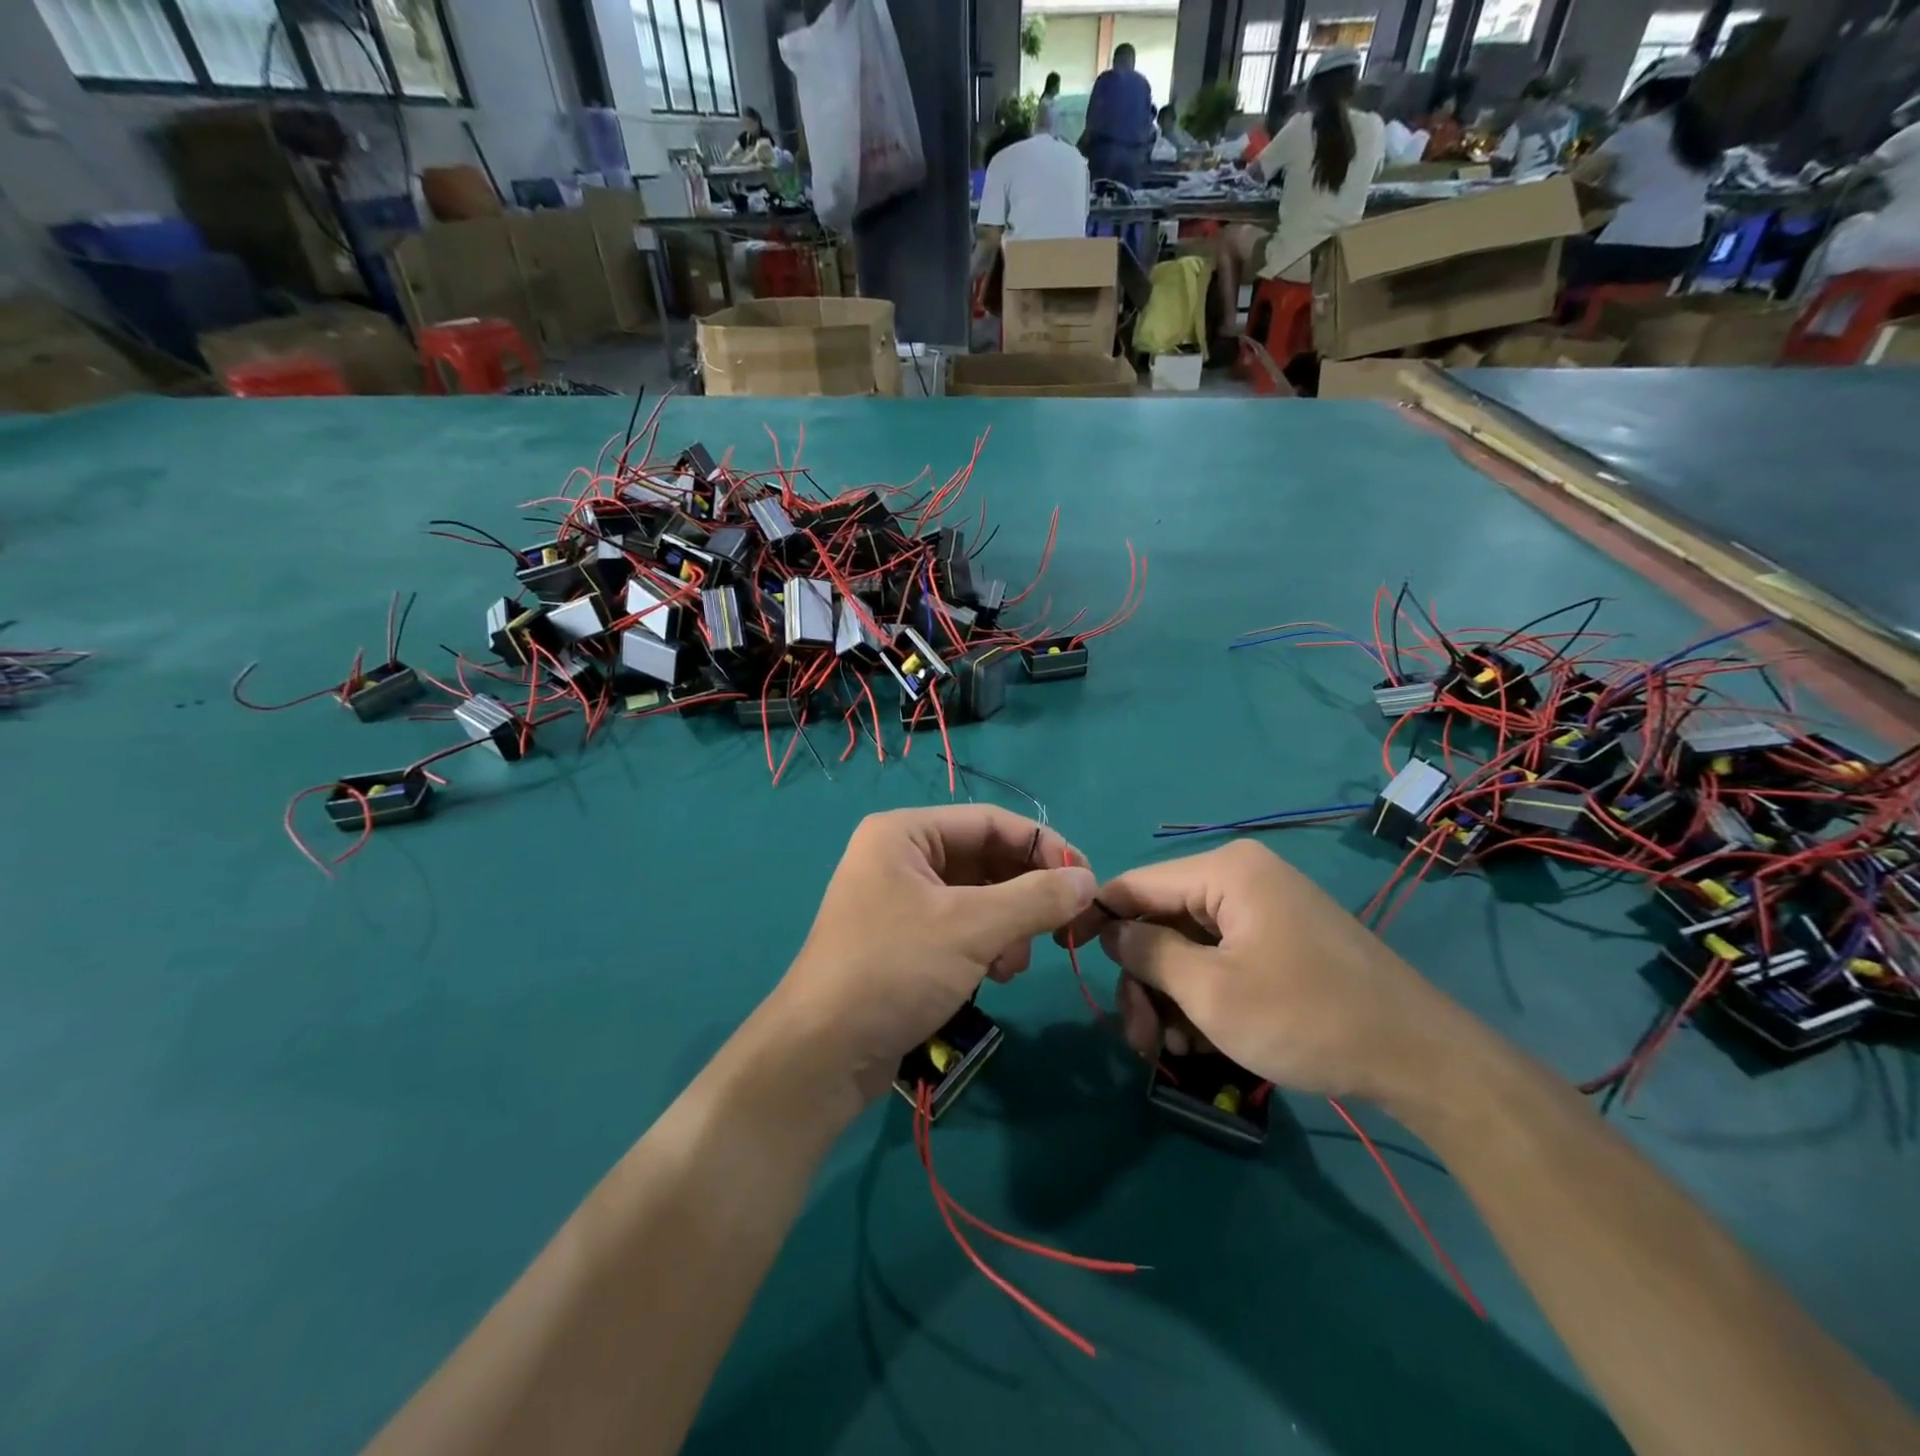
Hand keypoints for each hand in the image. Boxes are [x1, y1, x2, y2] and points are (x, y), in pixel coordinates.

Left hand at [774, 807, 1095, 1103]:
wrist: (822, 1054)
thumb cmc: (894, 970)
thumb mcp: (972, 928)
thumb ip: (1035, 898)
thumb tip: (1089, 880)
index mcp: (904, 833)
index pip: (990, 821)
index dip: (1042, 846)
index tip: (1085, 879)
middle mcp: (900, 857)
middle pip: (985, 859)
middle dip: (1024, 894)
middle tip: (1062, 928)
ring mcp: (900, 900)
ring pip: (978, 897)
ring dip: (1009, 925)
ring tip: (1014, 963)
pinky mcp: (904, 940)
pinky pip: (960, 927)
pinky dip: (987, 945)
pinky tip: (996, 976)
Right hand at [1061, 840, 1455, 1103]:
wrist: (1420, 1058)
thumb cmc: (1305, 1017)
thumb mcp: (1211, 991)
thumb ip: (1148, 953)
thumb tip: (1111, 931)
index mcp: (1226, 871)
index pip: (1136, 884)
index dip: (1097, 918)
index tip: (1066, 955)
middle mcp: (1243, 878)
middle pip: (1162, 920)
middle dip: (1144, 980)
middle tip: (1139, 1039)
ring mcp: (1265, 909)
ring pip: (1189, 945)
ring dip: (1171, 996)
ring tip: (1173, 1051)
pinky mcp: (1281, 939)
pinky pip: (1222, 957)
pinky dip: (1204, 995)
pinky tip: (1203, 1041)